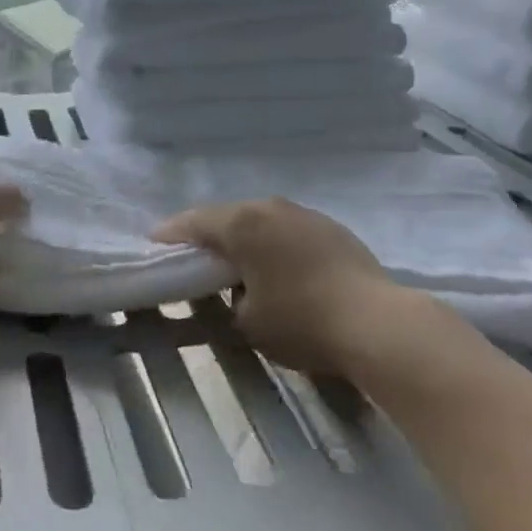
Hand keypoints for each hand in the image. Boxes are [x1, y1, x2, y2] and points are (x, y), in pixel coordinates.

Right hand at [154, 197, 449, 374]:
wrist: (377, 323)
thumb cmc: (301, 322)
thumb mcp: (248, 322)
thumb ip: (226, 301)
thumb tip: (234, 292)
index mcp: (242, 224)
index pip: (194, 223)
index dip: (171, 235)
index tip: (154, 244)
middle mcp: (269, 207)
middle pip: (227, 216)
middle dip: (208, 234)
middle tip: (193, 255)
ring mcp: (303, 213)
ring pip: (260, 220)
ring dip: (244, 237)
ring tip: (236, 260)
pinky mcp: (330, 227)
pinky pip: (287, 229)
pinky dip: (273, 243)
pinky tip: (278, 265)